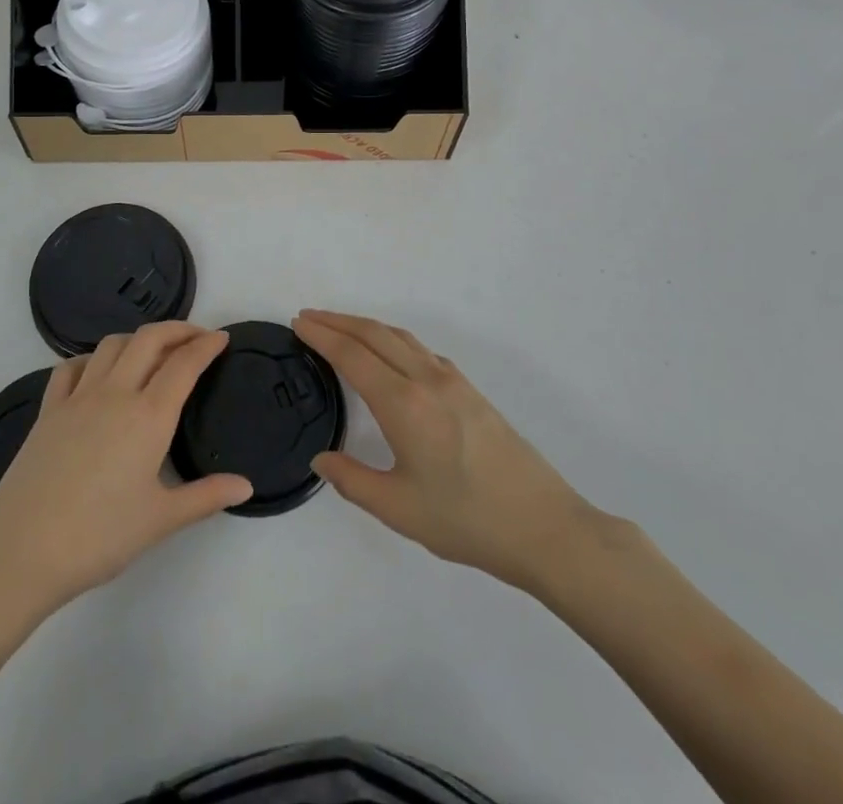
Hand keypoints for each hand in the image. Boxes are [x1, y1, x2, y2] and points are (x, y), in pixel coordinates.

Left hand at [0, 322, 251, 616]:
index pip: (184, 364)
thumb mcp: (160, 521)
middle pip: (149, 339)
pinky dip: (92, 358)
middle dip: (177, 329)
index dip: (206, 345)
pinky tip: (97, 372)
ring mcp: (77, 398)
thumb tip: (246, 486)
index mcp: (148, 416)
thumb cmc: (99, 537)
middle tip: (196, 337)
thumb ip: (206, 497)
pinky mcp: (48, 410)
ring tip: (153, 351)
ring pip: (112, 345)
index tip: (222, 338)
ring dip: (138, 338)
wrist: (21, 552)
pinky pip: (71, 367)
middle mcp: (115, 393)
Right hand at [296, 310, 621, 593]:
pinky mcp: (471, 391)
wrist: (544, 526)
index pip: (353, 356)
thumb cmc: (467, 520)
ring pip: (401, 337)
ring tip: (341, 327)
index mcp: (404, 404)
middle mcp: (426, 380)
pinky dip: (394, 340)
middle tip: (309, 316)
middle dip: (338, 321)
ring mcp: (453, 382)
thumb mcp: (399, 509)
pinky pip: (422, 351)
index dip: (322, 336)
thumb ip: (352, 481)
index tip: (298, 323)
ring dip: (366, 326)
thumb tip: (320, 459)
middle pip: (374, 335)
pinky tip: (392, 355)